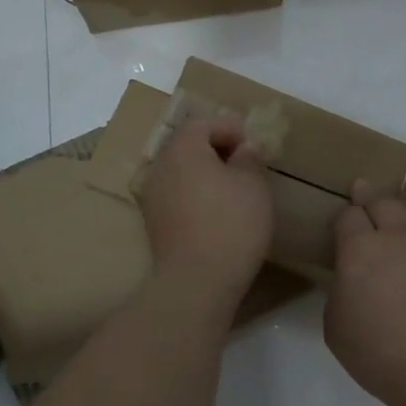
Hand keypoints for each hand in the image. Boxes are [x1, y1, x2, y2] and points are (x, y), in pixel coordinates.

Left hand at [138, 117, 273, 302]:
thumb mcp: (253, 185)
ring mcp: (152, 197)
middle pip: (188, 146)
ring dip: (206, 174)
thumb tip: (244, 149)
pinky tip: (217, 213)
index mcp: (183, 149)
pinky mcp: (154, 224)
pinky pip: (177, 196)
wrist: (197, 281)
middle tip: (246, 164)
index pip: (203, 124)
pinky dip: (196, 196)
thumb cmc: (231, 224)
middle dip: (217, 150)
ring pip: (181, 173)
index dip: (230, 129)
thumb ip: (249, 159)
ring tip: (234, 190)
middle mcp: (160, 167)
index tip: (253, 145)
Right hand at [324, 179, 405, 405]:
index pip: (348, 216)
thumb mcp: (336, 329)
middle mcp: (402, 234)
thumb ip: (339, 293)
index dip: (345, 216)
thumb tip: (351, 279)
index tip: (346, 220)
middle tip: (368, 192)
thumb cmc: (382, 357)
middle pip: (385, 201)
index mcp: (361, 250)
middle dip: (372, 195)